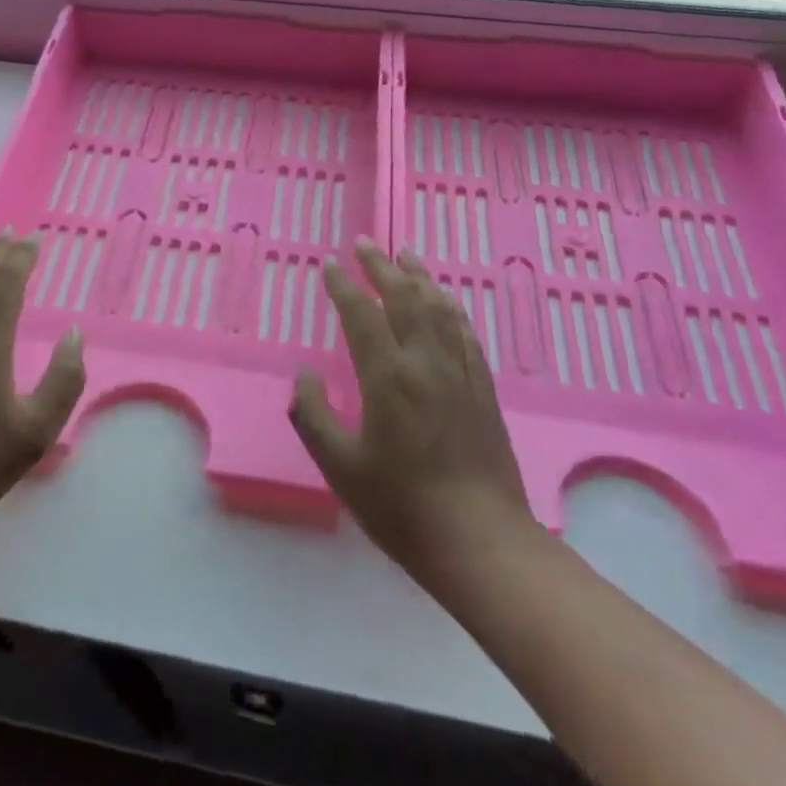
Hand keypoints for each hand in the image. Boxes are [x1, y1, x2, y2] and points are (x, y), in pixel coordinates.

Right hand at [290, 240, 536, 590]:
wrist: (481, 542)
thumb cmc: (402, 507)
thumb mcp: (340, 466)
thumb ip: (313, 414)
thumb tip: (303, 374)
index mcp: (388, 377)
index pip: (362, 314)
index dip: (343, 285)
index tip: (329, 264)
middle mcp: (426, 363)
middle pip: (405, 297)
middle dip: (382, 266)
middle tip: (365, 243)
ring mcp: (460, 373)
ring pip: (440, 308)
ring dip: (420, 277)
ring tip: (405, 255)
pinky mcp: (482, 389)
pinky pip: (465, 333)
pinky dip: (450, 307)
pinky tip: (446, 301)